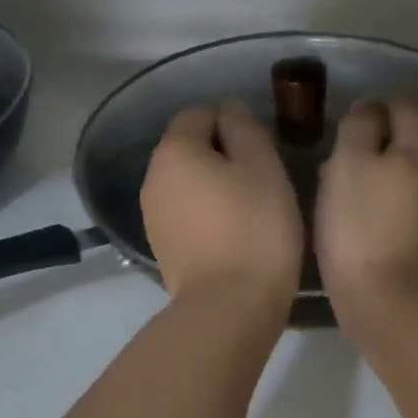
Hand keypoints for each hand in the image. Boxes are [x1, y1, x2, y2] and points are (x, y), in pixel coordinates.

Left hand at [141, 101, 303, 310]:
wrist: (228, 307)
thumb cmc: (254, 229)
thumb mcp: (263, 166)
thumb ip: (244, 128)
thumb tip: (229, 110)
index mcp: (174, 150)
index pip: (200, 113)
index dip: (234, 121)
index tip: (264, 146)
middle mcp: (153, 178)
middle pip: (189, 149)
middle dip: (223, 154)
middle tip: (264, 177)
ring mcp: (153, 217)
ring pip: (188, 185)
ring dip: (215, 187)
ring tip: (252, 208)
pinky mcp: (163, 249)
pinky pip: (187, 216)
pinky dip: (207, 216)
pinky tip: (234, 235)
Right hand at [315, 97, 417, 327]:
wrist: (387, 300)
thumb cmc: (360, 226)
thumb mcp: (348, 163)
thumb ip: (359, 126)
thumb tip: (369, 109)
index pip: (401, 102)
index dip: (368, 112)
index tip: (341, 137)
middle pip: (408, 136)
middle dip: (374, 144)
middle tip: (338, 168)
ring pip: (409, 168)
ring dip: (380, 173)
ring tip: (347, 196)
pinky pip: (412, 198)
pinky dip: (390, 199)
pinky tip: (366, 219)